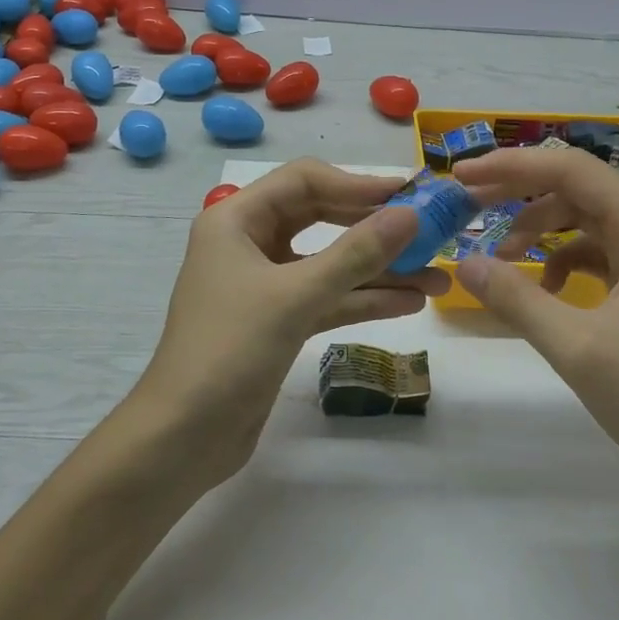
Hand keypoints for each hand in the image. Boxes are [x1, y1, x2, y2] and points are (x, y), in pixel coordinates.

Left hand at [128, 159, 449, 484]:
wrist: (182, 439)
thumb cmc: (229, 351)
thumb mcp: (295, 296)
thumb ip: (356, 254)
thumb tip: (410, 214)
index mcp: (236, 219)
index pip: (304, 181)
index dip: (358, 184)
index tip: (409, 195)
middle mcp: (248, 242)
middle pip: (321, 217)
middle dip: (374, 227)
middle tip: (428, 230)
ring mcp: (264, 284)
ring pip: (329, 262)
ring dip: (379, 269)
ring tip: (437, 276)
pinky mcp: (277, 321)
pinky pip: (327, 297)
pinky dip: (364, 299)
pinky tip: (409, 302)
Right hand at [451, 146, 618, 490]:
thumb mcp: (576, 347)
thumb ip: (516, 298)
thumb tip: (463, 263)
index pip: (571, 170)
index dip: (511, 166)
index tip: (461, 174)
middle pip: (577, 190)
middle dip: (519, 195)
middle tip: (467, 206)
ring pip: (585, 221)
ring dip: (540, 232)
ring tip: (502, 261)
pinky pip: (598, 254)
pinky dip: (562, 263)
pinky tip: (544, 292)